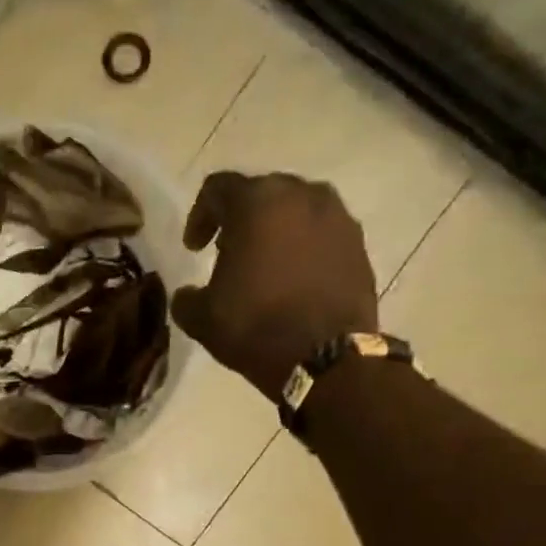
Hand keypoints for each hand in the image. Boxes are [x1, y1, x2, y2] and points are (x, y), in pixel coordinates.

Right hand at [171, 172, 378, 399]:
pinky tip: (294, 279)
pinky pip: (322, 233)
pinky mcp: (358, 242)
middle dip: (240, 219)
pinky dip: (304, 247)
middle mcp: (301, 195)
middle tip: (227, 252)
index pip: (218, 189)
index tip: (193, 249)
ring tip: (264, 265)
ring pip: (296, 210)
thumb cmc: (255, 328)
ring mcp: (336, 216)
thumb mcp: (202, 318)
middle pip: (261, 193)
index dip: (199, 216)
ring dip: (275, 231)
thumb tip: (188, 294)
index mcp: (256, 203)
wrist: (324, 357)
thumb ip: (187, 298)